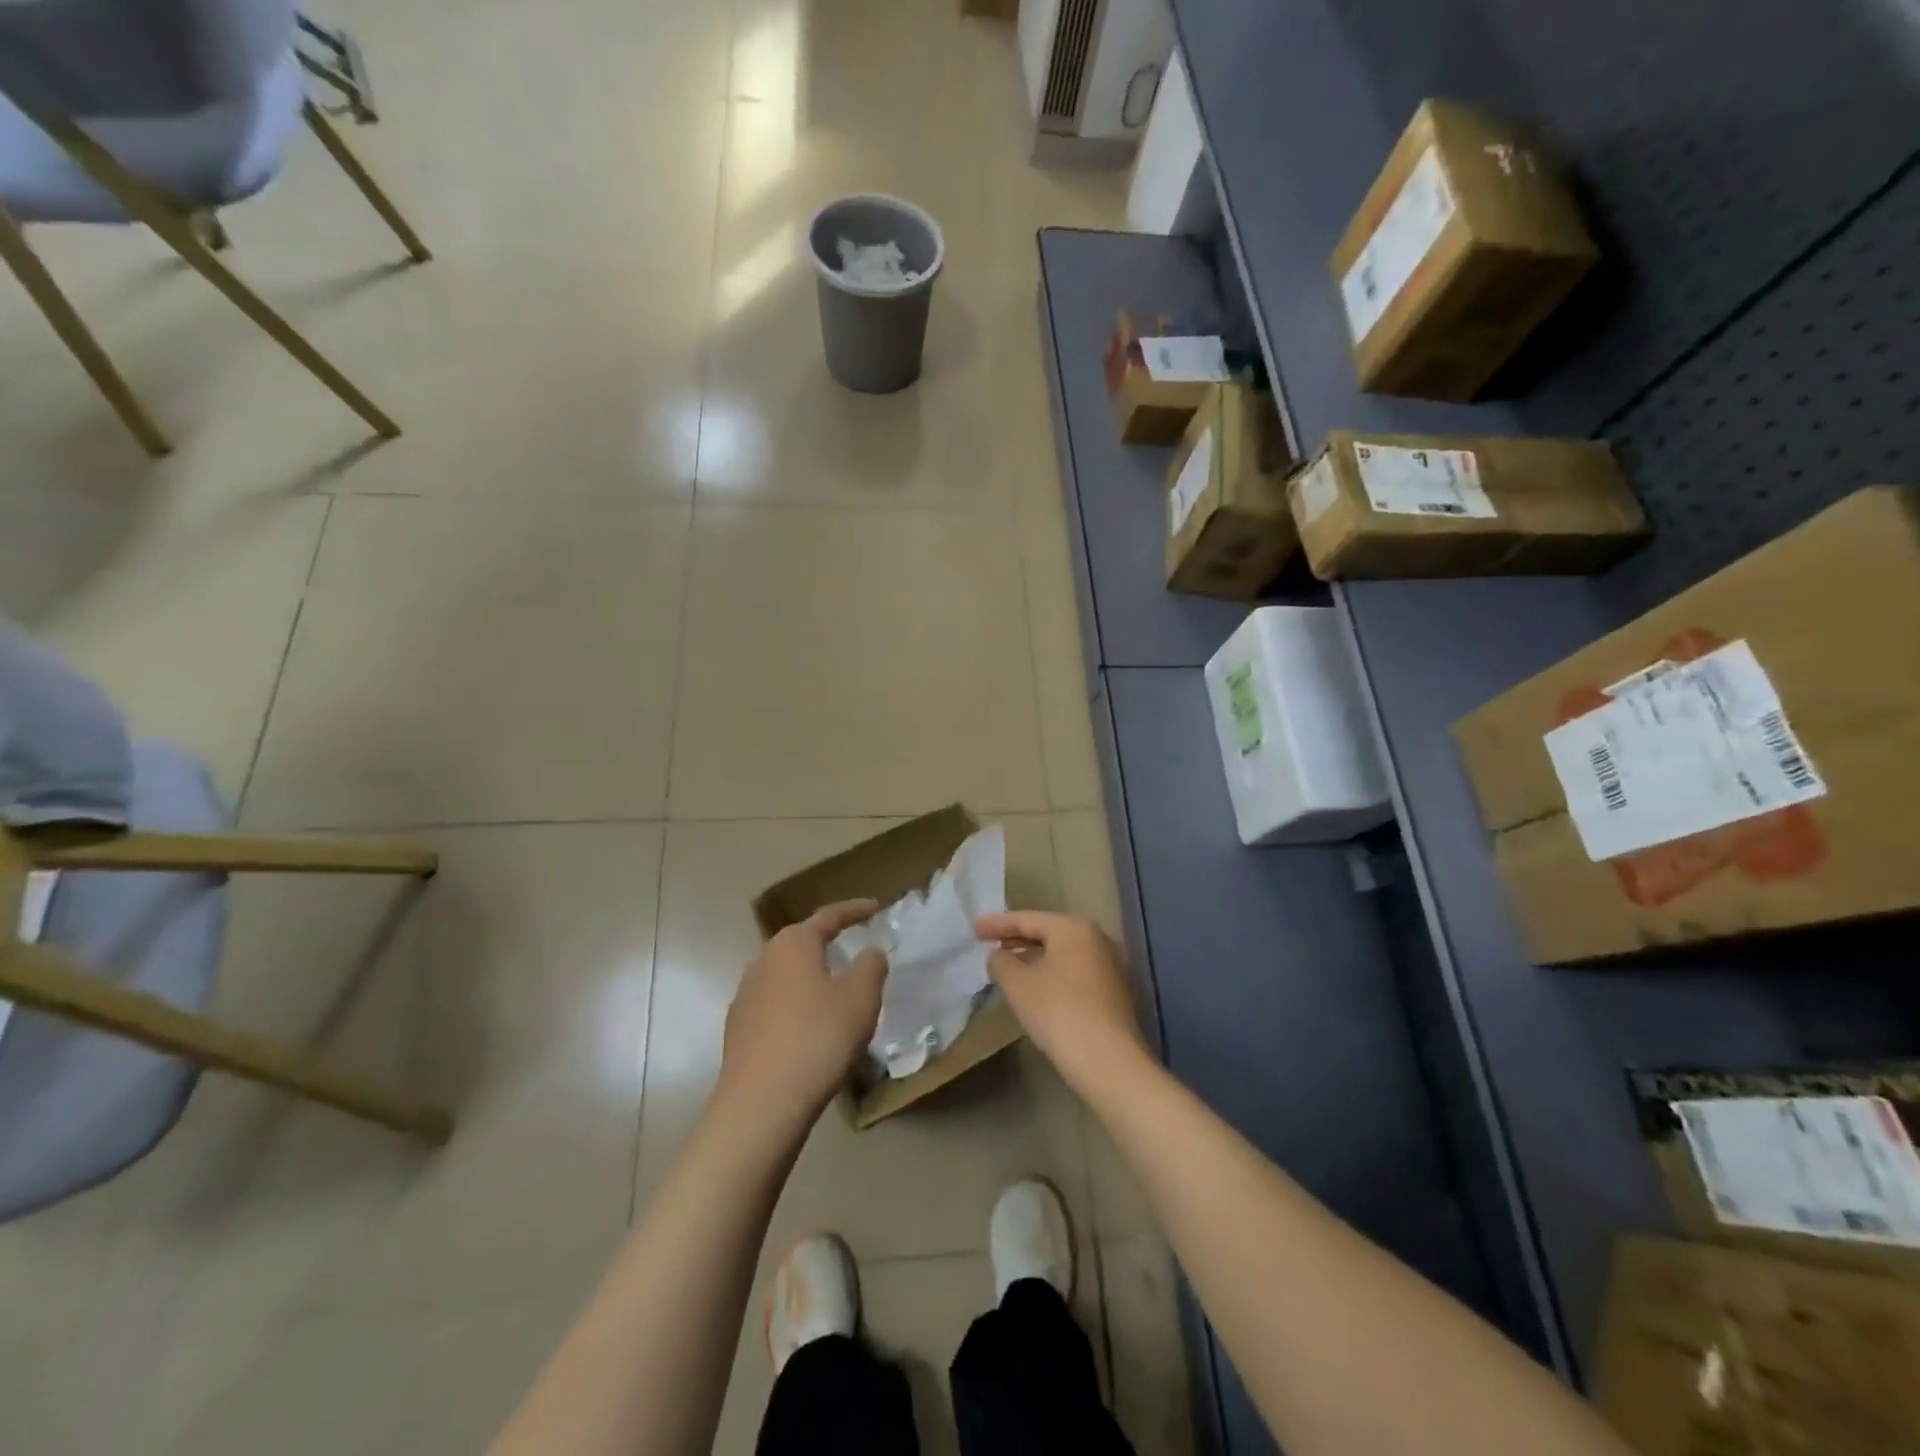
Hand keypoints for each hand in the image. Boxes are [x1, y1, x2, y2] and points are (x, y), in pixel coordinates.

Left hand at [716, 900, 888, 1127]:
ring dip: (811, 975)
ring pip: (786, 974)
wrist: (761, 1103)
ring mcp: (746, 994)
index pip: (829, 916)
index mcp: (794, 943)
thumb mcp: (861, 998)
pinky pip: (776, 1003)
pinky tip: (810, 1025)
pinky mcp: (738, 1028)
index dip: (855, 910)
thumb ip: (871, 966)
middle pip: (802, 942)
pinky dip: (796, 1004)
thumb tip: (869, 952)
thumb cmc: (818, 1037)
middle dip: (828, 941)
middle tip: (854, 944)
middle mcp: (764, 959)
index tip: (876, 907)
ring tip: (834, 988)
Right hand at [975, 911, 1147, 1096]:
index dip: (998, 924)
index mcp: (1073, 928)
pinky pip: (1075, 971)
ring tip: (1009, 965)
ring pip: (1063, 953)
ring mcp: (1111, 964)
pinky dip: (1053, 972)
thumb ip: (1001, 962)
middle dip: (1017, 939)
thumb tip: (999, 955)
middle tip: (990, 944)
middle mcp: (1097, 938)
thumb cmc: (1058, 1012)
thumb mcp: (1018, 985)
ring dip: (1035, 957)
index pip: (1028, 919)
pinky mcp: (1115, 990)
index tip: (975, 929)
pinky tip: (1036, 987)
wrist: (1108, 1061)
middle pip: (1049, 932)